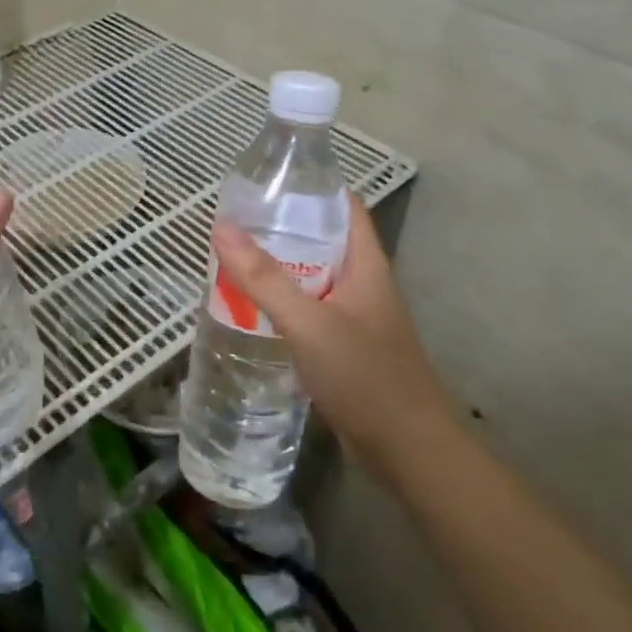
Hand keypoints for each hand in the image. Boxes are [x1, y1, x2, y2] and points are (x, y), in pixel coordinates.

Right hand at [210, 197, 450, 454]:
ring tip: (233, 258)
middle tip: (235, 221)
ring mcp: (355, 317)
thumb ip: (264, 279)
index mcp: (366, 265)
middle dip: (282, 228)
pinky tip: (251, 308)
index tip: (267, 180)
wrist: (408, 451)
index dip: (311, 187)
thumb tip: (222, 227)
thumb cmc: (365, 376)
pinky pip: (309, 310)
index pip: (344, 207)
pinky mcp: (344, 346)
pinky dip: (282, 302)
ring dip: (279, 267)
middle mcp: (363, 283)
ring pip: (312, 278)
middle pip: (322, 241)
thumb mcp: (309, 323)